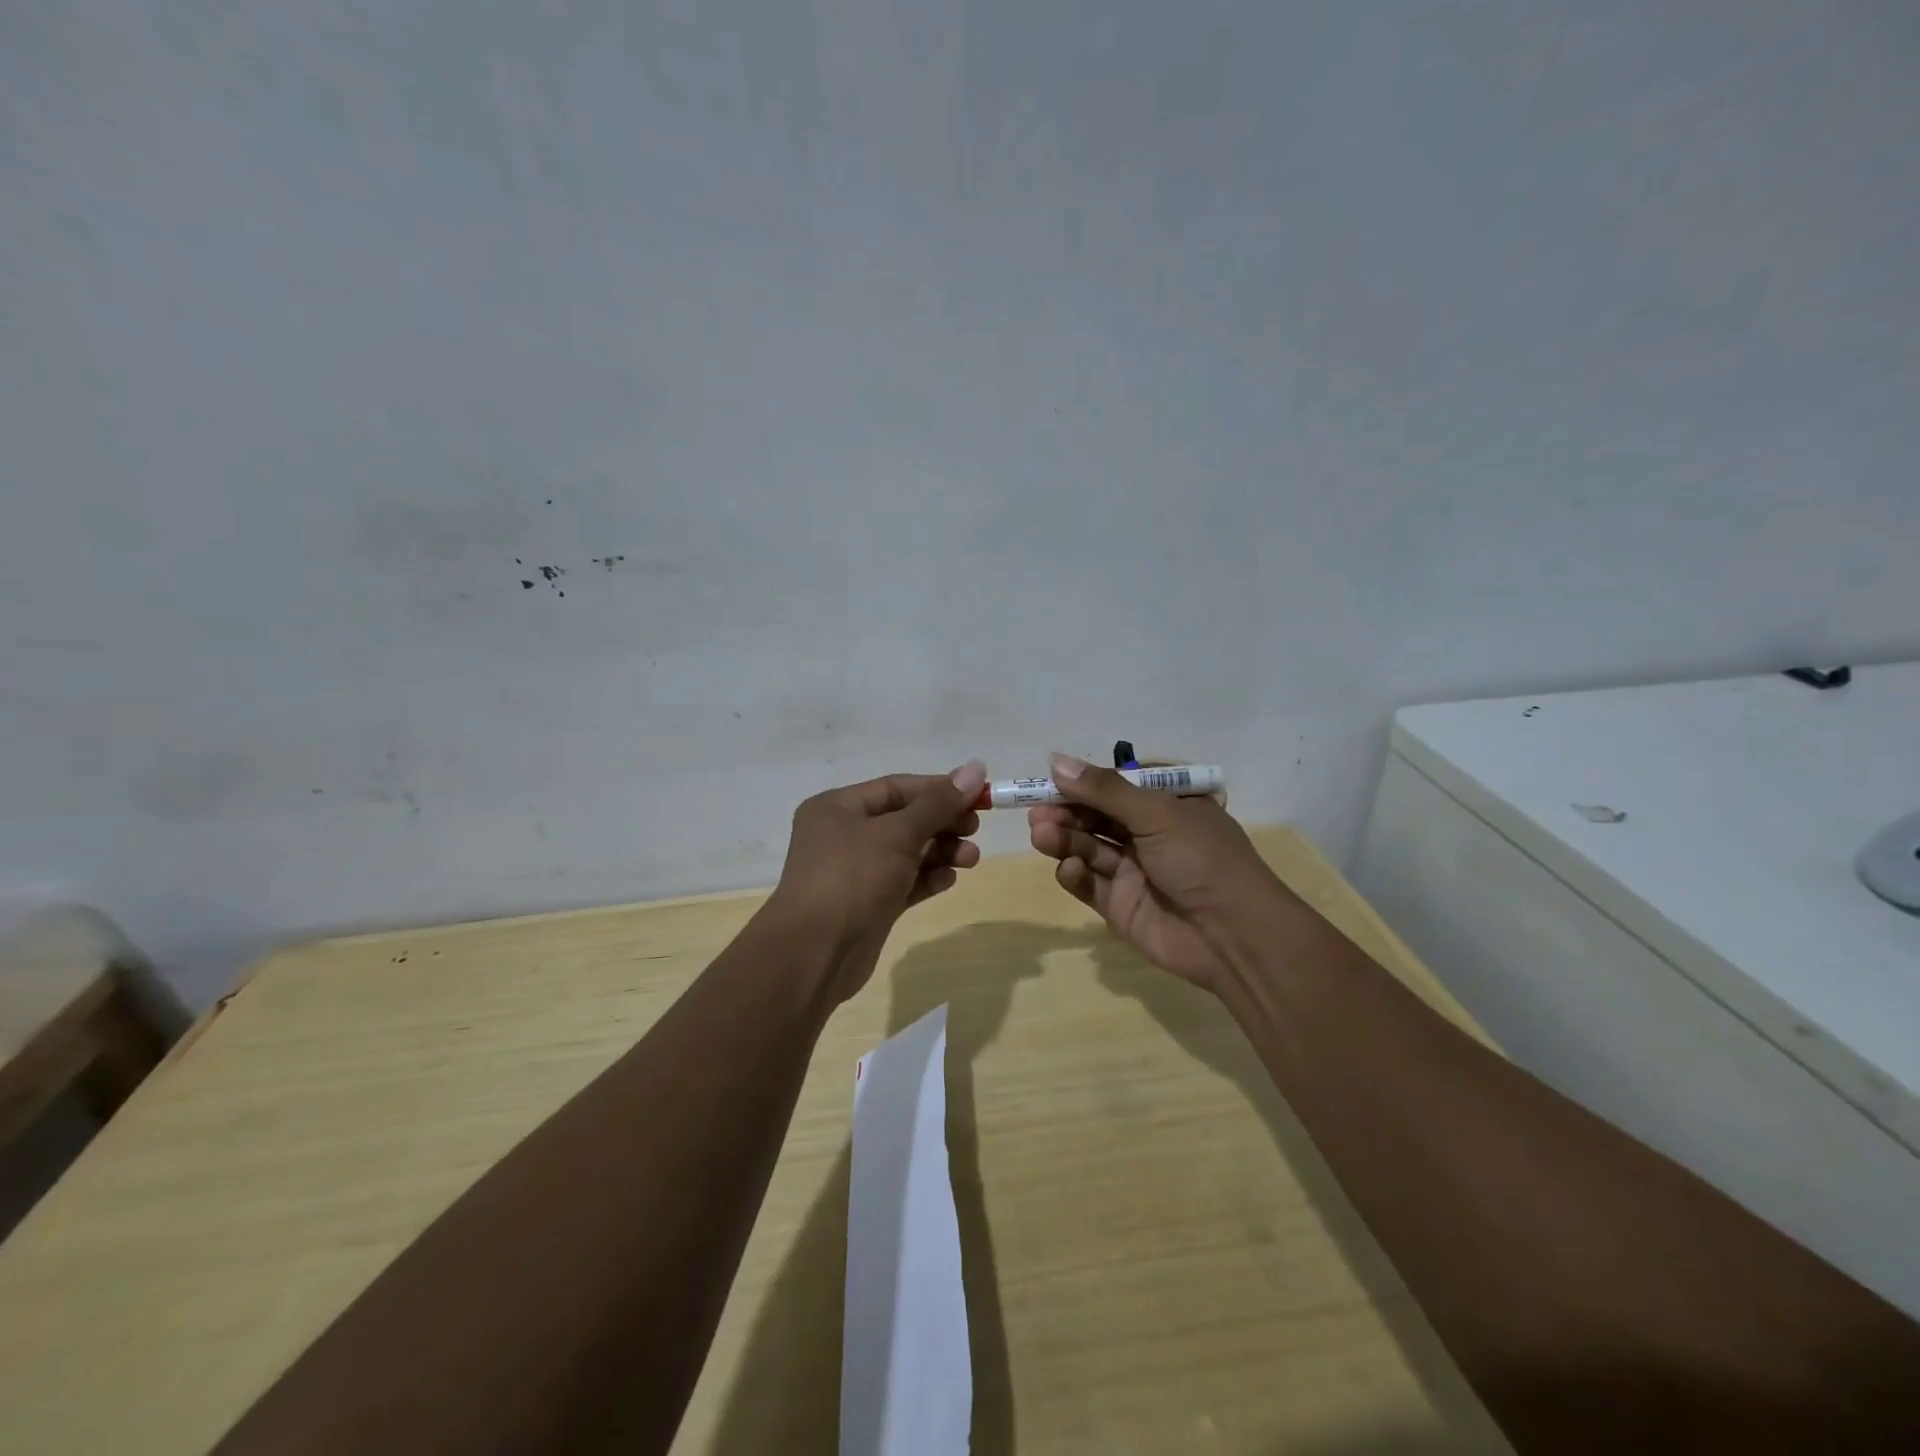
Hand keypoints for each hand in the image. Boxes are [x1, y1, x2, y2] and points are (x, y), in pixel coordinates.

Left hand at [767, 760, 987, 1000]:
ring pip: (906, 852)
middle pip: (904, 819)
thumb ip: (939, 803)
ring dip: (941, 851)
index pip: (897, 787)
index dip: (939, 789)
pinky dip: (927, 878)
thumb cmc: (853, 878)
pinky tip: (949, 879)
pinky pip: (903, 882)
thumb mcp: (898, 834)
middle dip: (942, 823)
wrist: (815, 954)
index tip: (978, 796)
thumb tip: (976, 767)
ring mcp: (854, 872)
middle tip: (975, 829)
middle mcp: (843, 834)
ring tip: (971, 859)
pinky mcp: (867, 904)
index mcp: (838, 807)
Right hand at [1028, 753, 1297, 993]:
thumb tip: (1056, 760)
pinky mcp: (1120, 905)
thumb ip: (1103, 790)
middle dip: (1066, 811)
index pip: (1117, 785)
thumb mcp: (1156, 813)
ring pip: (1088, 847)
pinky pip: (1089, 883)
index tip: (1050, 780)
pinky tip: (1069, 868)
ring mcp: (1134, 871)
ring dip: (1064, 838)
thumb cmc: (1201, 859)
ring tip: (1043, 834)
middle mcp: (1150, 834)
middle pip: (1096, 816)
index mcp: (1168, 804)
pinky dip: (1074, 873)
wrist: (1233, 936)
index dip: (1083, 783)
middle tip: (1037, 813)